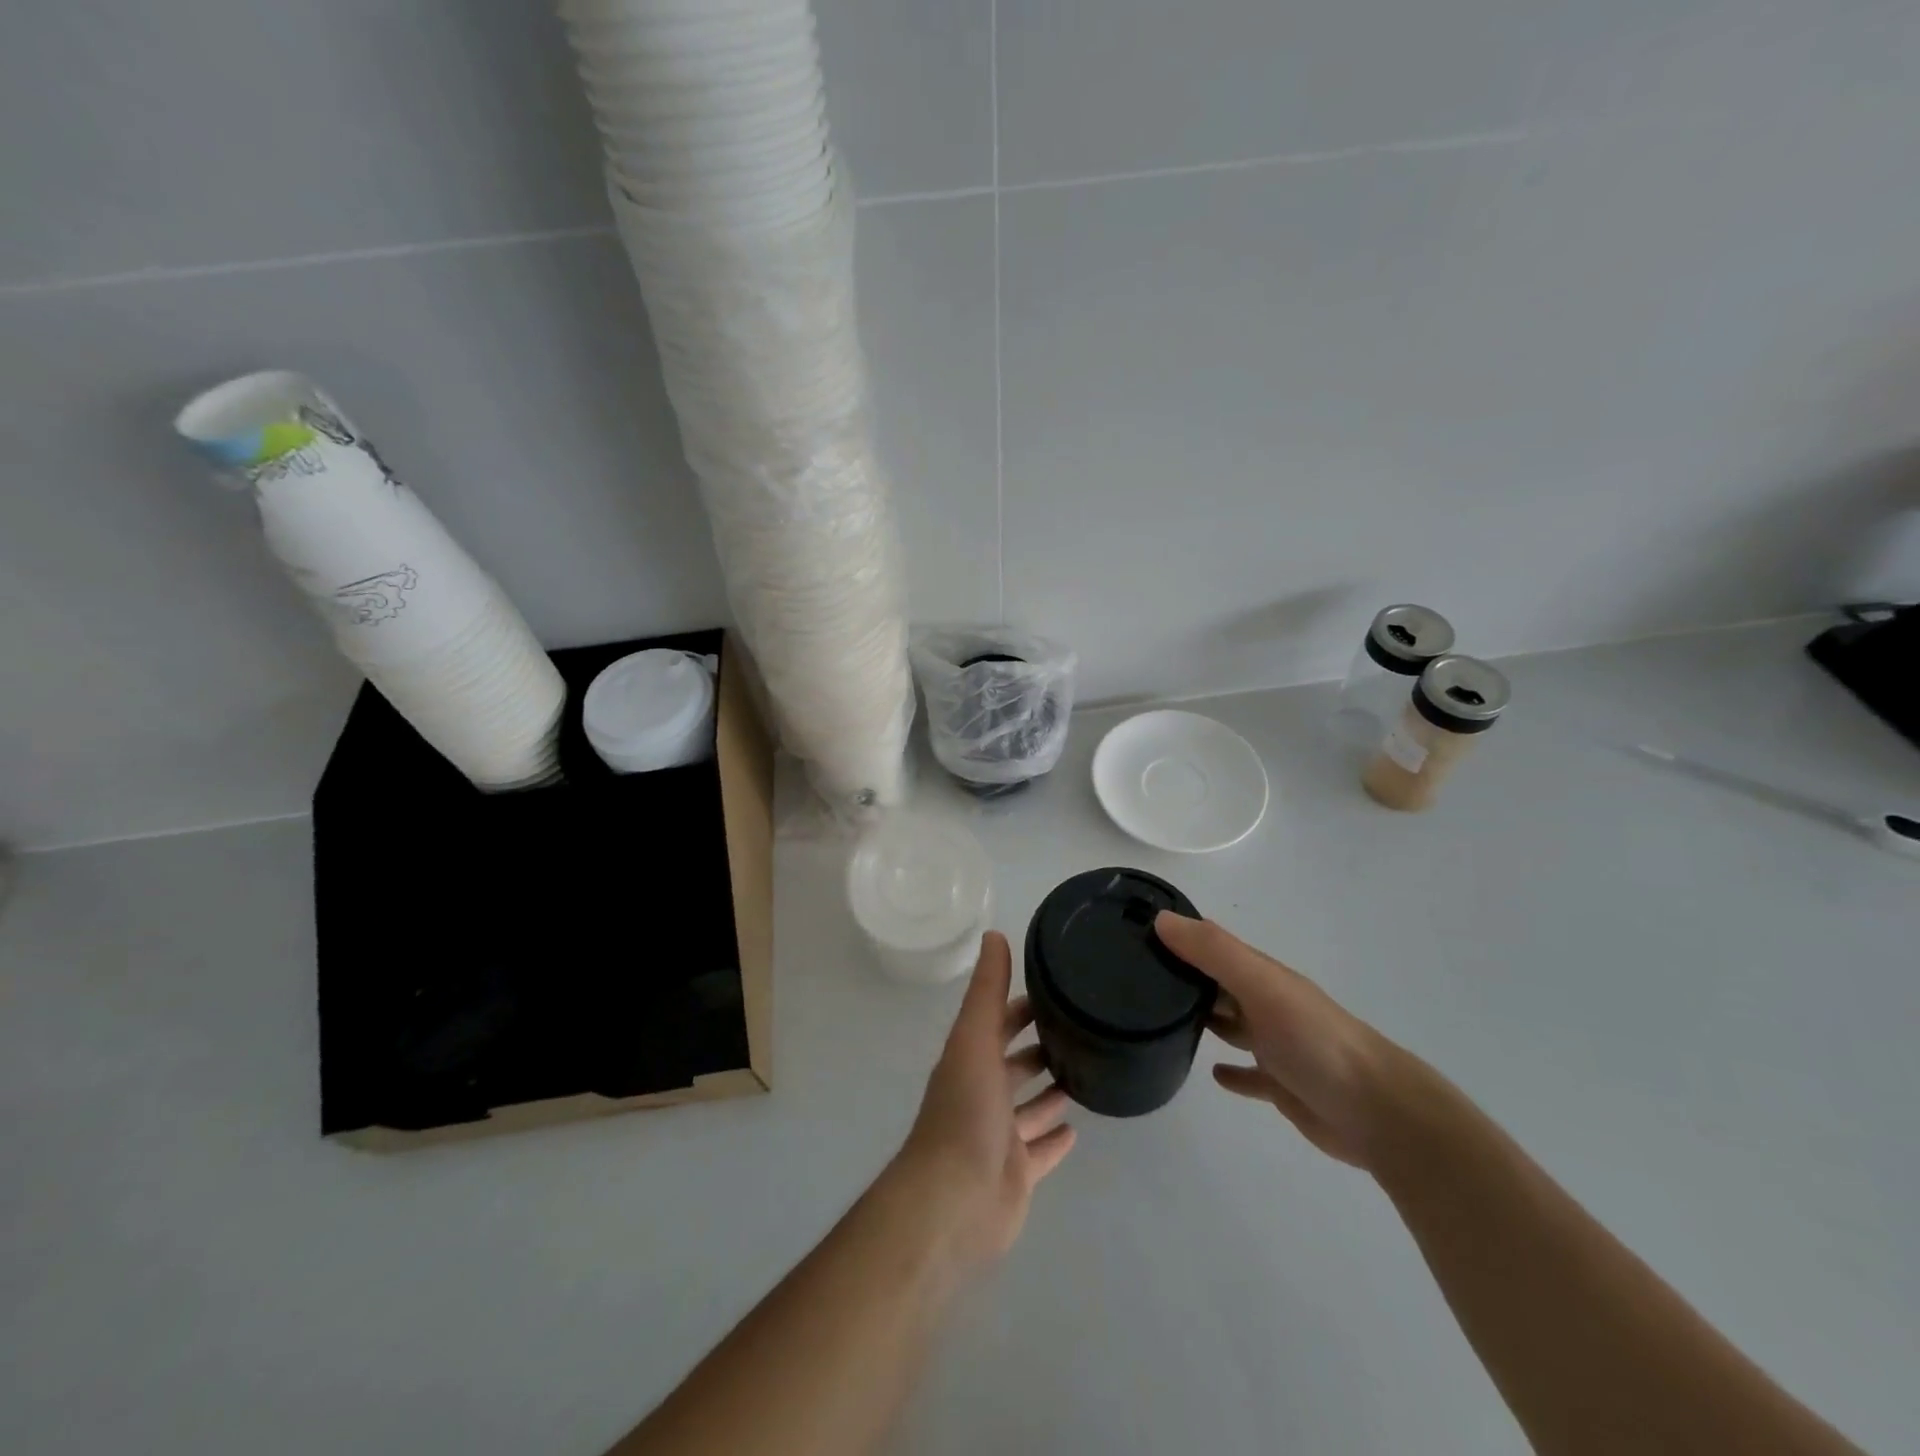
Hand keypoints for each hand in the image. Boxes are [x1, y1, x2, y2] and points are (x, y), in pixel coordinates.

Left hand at [893, 931, 1075, 1271]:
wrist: (954, 1200)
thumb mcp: (975, 1038)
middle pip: (1014, 1064)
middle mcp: (982, 1094)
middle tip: (1080, 1030)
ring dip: (1049, 1091)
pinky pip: (1040, 1153)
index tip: (1056, 990)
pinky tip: (1077, 1130)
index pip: (999, 1023)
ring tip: (1084, 1071)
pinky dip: (1054, 1139)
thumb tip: (995, 933)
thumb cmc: (965, 1111)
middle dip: (1038, 1047)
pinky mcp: (1016, 1175)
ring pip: (1028, 1108)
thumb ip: (987, 990)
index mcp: (970, 1060)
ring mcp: (999, 1137)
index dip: (1021, 1007)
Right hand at [1155, 911, 1405, 1169]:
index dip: (1179, 934)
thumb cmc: (1314, 1041)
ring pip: (1231, 1024)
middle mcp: (1266, 1003)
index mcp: (1261, 975)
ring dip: (1204, 1017)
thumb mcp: (1261, 986)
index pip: (1212, 944)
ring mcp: (1275, 1044)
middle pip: (1218, 982)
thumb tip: (1161, 920)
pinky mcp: (1281, 1084)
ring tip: (1160, 1019)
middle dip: (1184, 975)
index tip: (1135, 929)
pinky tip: (1212, 1073)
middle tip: (1136, 976)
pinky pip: (1248, 1074)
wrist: (1377, 1112)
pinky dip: (1230, 1071)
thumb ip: (1214, 952)